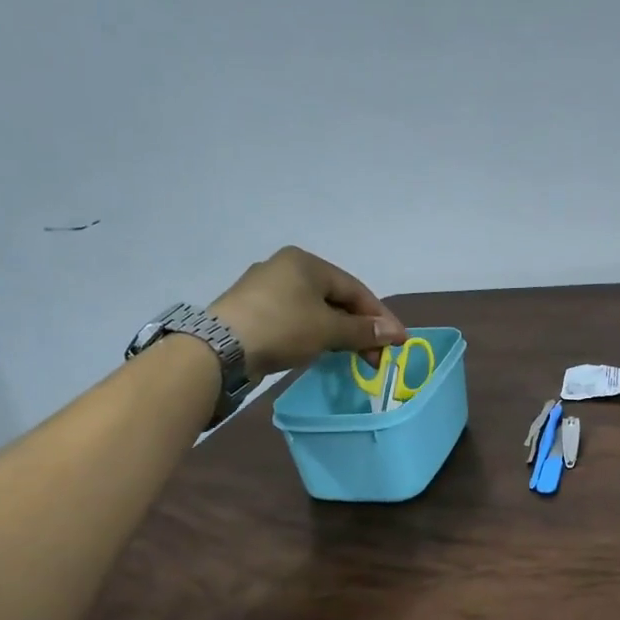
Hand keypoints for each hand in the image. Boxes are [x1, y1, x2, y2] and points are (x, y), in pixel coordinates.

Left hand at [211, 246, 406, 378]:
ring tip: (355, 357)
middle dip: (360, 328)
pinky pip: (297, 319)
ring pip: (316, 310)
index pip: (355, 289)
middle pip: (336, 298)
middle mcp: (286, 267)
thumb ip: (363, 331)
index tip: (399, 341)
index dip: (380, 317)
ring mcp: (267, 289)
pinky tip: (324, 351)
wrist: (221, 349)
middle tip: (376, 356)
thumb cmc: (283, 328)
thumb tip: (395, 333)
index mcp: (306, 262)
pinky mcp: (254, 311)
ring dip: (340, 333)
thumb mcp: (328, 330)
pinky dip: (316, 334)